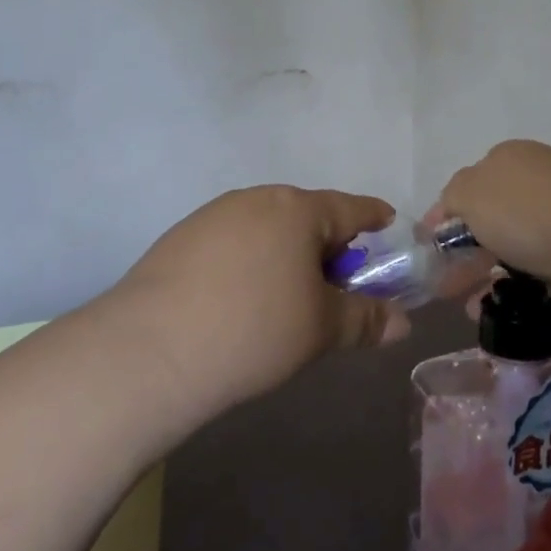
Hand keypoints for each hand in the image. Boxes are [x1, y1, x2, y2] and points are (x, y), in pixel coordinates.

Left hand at [109, 186, 410, 423]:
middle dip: (326, 247)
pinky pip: (232, 243)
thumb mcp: (320, 329)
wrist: (149, 351)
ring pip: (266, 229)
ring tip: (284, 301)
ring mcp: (213, 215)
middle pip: (306, 216)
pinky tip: (238, 302)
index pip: (349, 207)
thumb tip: (401, 322)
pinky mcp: (180, 238)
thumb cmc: (253, 330)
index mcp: (297, 209)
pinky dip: (249, 263)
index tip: (386, 223)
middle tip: (334, 287)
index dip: (373, 217)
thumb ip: (364, 320)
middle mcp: (255, 199)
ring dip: (285, 255)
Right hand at [433, 141, 550, 321]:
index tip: (431, 250)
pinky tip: (507, 313)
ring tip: (473, 310)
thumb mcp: (469, 193)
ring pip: (519, 250)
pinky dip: (524, 293)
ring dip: (492, 278)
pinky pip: (546, 276)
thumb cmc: (525, 210)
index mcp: (510, 159)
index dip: (447, 216)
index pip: (470, 185)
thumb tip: (447, 209)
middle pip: (494, 219)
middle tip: (446, 288)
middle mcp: (540, 182)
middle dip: (468, 254)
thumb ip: (451, 199)